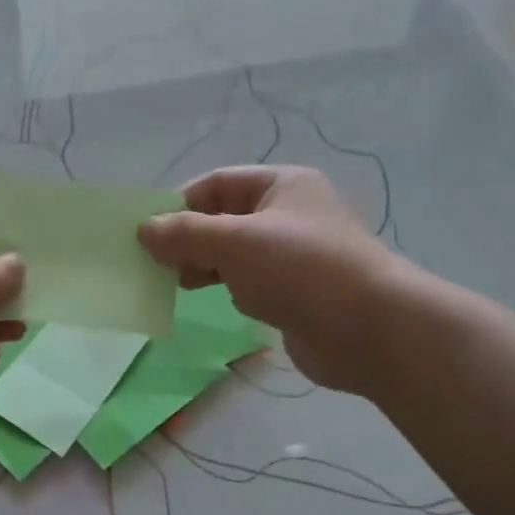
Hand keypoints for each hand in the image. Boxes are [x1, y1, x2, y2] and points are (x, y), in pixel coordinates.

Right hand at [138, 166, 405, 394]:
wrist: (371, 331)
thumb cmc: (302, 271)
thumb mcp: (235, 242)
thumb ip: (185, 234)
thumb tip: (144, 230)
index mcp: (282, 185)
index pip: (217, 183)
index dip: (179, 203)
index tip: (147, 231)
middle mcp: (289, 214)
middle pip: (223, 218)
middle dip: (188, 238)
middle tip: (157, 263)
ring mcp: (293, 256)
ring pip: (233, 253)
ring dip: (203, 264)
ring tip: (177, 283)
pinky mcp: (294, 293)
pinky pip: (248, 282)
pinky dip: (225, 287)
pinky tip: (211, 300)